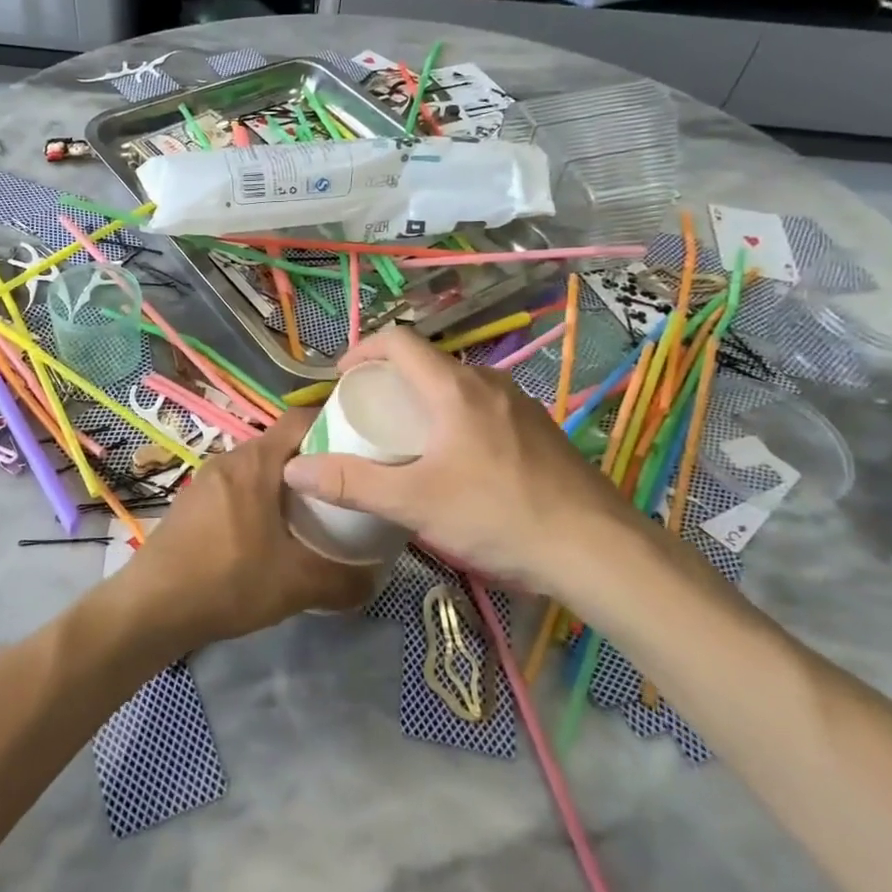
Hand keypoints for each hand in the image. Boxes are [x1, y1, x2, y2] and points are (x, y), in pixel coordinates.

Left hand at [121, 410, 379, 648]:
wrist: (151, 606)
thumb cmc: (228, 580)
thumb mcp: (296, 585)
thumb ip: (344, 581)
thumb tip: (376, 579)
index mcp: (255, 462)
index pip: (301, 420)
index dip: (334, 425)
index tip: (361, 447)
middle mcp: (229, 458)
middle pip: (281, 444)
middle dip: (314, 461)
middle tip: (345, 486)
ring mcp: (206, 479)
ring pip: (258, 467)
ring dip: (285, 483)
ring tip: (314, 512)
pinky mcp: (193, 501)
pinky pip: (237, 486)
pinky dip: (260, 498)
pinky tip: (271, 533)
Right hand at [281, 326, 649, 603]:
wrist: (597, 550)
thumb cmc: (497, 515)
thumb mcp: (414, 502)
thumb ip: (351, 483)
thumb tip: (294, 467)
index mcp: (454, 388)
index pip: (399, 341)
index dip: (362, 350)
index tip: (340, 379)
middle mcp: (488, 384)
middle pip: (426, 364)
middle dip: (389, 381)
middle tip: (366, 416)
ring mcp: (520, 407)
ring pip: (456, 388)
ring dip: (423, 402)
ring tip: (405, 440)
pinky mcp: (539, 432)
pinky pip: (482, 410)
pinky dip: (453, 420)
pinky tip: (455, 464)